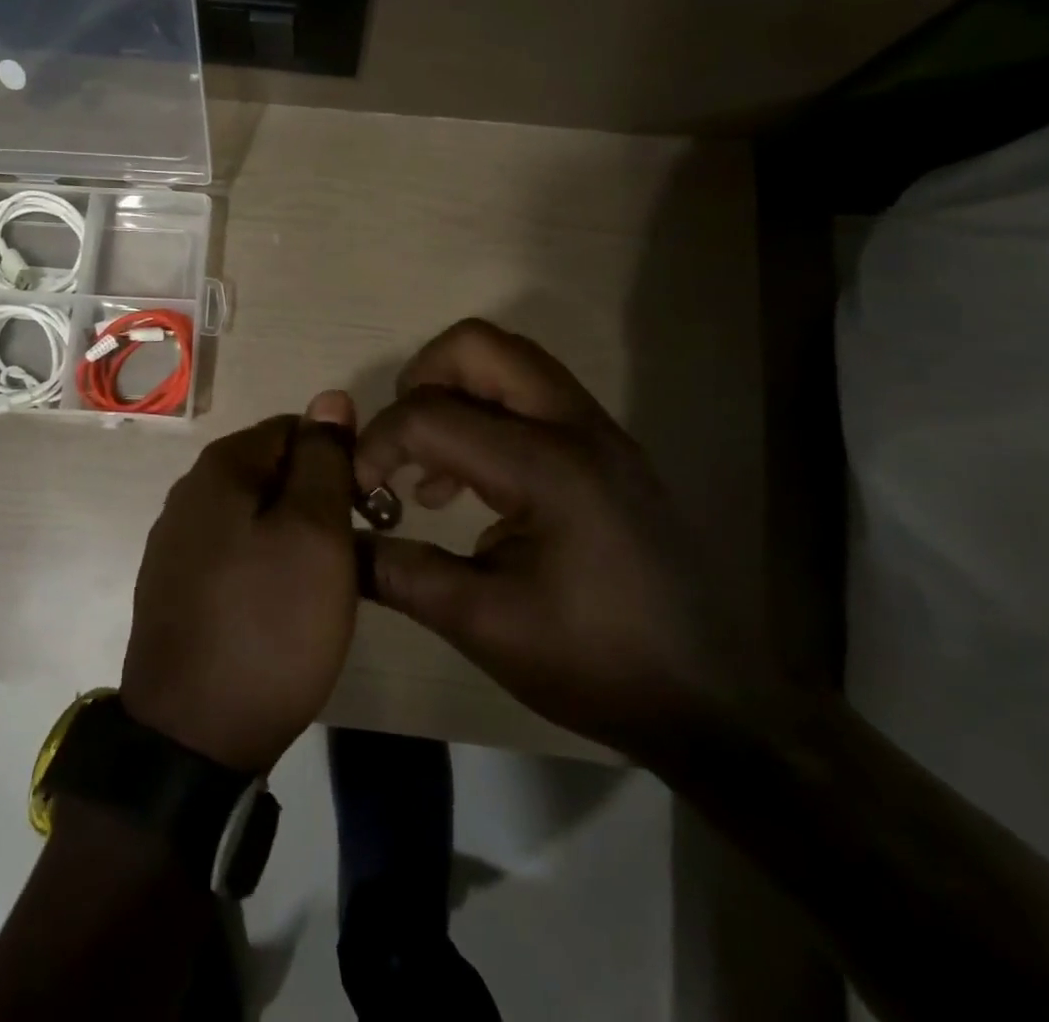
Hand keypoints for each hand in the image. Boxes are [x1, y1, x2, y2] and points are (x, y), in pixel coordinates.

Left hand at [121, 392, 358, 772]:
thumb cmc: (268, 625)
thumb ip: (324, 459)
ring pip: (254, 513)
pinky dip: (263, 564)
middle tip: (345, 554)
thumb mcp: (315, 534)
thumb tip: (330, 397)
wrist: (191, 738)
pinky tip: (277, 607)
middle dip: (315, 499)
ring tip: (318, 585)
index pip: (295, 428)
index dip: (337, 459)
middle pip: (272, 470)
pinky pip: (232, 551)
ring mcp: (174, 541)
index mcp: (221, 467)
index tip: (363, 509)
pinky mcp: (173, 585)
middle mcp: (188, 492)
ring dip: (292, 534)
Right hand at [353, 320, 785, 764]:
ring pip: (510, 363)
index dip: (377, 444)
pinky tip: (474, 488)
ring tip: (430, 470)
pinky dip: (488, 416)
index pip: (431, 415)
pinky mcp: (609, 452)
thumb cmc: (594, 663)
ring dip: (456, 394)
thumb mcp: (483, 623)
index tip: (358, 491)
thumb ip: (401, 572)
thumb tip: (340, 544)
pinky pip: (534, 398)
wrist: (709, 702)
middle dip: (421, 380)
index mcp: (547, 466)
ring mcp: (601, 433)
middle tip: (399, 444)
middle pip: (480, 345)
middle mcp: (577, 427)